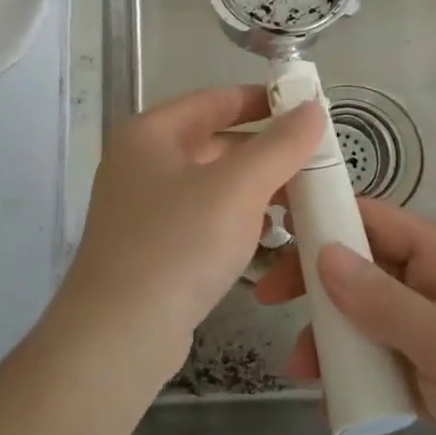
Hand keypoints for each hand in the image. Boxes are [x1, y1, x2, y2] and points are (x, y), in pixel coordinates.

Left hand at [54, 86, 324, 381]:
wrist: (119, 334)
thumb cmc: (178, 244)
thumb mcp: (237, 188)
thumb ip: (280, 145)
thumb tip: (312, 108)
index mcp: (150, 133)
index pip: (213, 100)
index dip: (261, 100)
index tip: (307, 108)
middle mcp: (141, 163)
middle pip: (213, 143)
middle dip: (265, 152)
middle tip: (315, 162)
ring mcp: (143, 208)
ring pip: (211, 185)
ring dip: (255, 189)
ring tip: (302, 200)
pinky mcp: (152, 247)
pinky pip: (203, 219)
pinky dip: (236, 220)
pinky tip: (269, 237)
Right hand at [255, 197, 435, 434]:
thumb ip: (383, 301)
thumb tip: (323, 252)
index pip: (372, 219)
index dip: (323, 215)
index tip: (273, 225)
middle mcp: (430, 286)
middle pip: (357, 266)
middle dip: (312, 279)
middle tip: (268, 297)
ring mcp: (426, 331)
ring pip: (359, 315)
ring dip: (326, 333)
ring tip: (299, 367)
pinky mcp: (425, 372)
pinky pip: (373, 357)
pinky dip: (348, 369)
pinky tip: (328, 395)